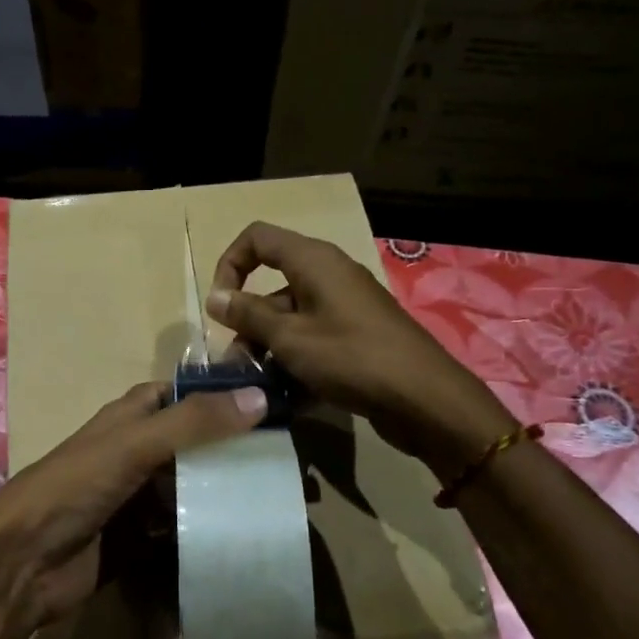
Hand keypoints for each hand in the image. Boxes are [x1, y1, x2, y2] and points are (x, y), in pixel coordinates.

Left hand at [0, 382, 267, 630]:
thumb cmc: (73, 487)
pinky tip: (245, 535)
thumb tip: (260, 396)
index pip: (180, 394)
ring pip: (191, 486)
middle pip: (193, 443)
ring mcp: (137, 497)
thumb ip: (193, 423)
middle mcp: (136, 452)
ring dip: (226, 491)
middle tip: (288, 459)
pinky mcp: (140, 538)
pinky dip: (208, 528)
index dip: (218, 393)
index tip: (271, 400)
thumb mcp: (133, 445)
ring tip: (279, 497)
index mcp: (129, 418)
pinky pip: (182, 528)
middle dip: (233, 448)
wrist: (22, 563)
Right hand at [206, 221, 511, 462]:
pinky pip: (313, 339)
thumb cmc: (351, 357)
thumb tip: (214, 297)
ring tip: (259, 386)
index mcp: (313, 261)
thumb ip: (248, 315)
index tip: (220, 304)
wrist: (424, 399)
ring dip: (268, 348)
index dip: (230, 264)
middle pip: (271, 286)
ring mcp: (344, 307)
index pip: (257, 239)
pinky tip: (287, 396)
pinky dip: (295, 360)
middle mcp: (328, 275)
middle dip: (248, 323)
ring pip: (290, 319)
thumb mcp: (290, 337)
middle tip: (237, 362)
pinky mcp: (355, 336)